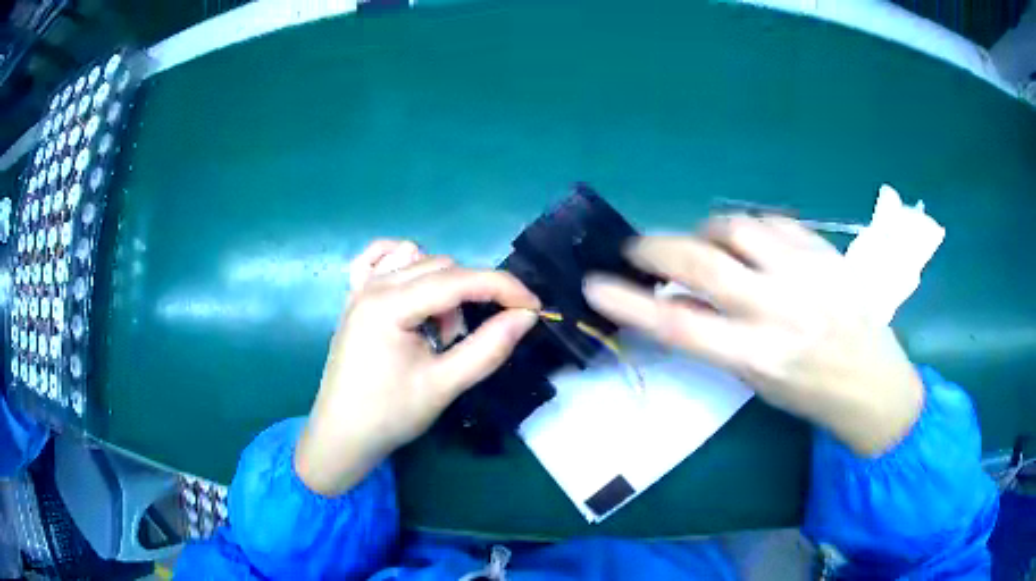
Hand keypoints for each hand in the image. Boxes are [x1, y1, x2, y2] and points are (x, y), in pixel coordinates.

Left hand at [295, 244, 539, 495]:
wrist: (342, 435)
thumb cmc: (389, 415)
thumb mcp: (444, 386)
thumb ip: (488, 348)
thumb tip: (526, 316)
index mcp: (389, 305)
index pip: (458, 280)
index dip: (502, 287)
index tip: (534, 307)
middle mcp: (373, 284)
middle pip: (441, 267)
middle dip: (469, 297)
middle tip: (464, 342)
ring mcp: (360, 287)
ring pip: (420, 262)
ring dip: (442, 290)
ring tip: (435, 333)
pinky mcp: (355, 296)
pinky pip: (382, 258)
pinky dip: (406, 265)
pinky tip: (413, 290)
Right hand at [584, 216, 923, 456]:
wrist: (872, 381)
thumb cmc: (809, 393)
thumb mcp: (756, 379)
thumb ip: (715, 337)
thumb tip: (673, 300)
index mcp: (758, 356)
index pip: (679, 324)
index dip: (629, 302)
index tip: (595, 283)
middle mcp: (779, 309)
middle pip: (701, 262)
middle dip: (656, 248)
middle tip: (637, 249)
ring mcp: (805, 272)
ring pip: (735, 227)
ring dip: (705, 233)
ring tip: (705, 246)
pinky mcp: (824, 251)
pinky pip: (772, 220)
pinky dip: (748, 227)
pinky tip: (749, 242)